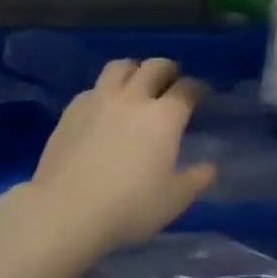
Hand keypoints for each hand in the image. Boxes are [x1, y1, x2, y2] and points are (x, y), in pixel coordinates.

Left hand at [19, 58, 215, 260]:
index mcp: (164, 117)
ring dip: (134, 70)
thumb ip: (197, 179)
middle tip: (171, 82)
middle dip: (168, 70)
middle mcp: (133, 98)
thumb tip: (210, 166)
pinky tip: (103, 108)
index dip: (197, 88)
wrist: (66, 210)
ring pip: (121, 66)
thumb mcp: (174, 200)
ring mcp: (100, 100)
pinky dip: (105, 91)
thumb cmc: (129, 207)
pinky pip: (94, 88)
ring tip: (136, 83)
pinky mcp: (72, 109)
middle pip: (155, 66)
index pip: (187, 89)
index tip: (200, 94)